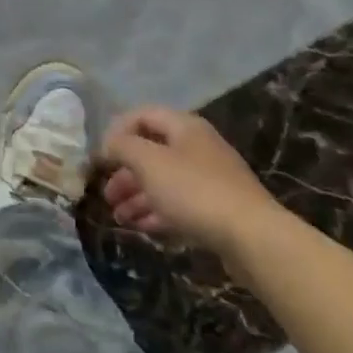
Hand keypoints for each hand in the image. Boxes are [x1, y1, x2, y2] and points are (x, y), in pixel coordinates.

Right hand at [101, 105, 285, 256]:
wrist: (252, 237)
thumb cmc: (194, 191)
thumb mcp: (148, 162)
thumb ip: (122, 146)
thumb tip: (109, 144)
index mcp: (184, 127)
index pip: (142, 115)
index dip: (117, 131)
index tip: (100, 157)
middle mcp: (198, 147)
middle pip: (152, 151)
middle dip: (125, 172)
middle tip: (106, 193)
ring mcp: (210, 179)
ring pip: (164, 181)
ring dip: (137, 196)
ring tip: (118, 217)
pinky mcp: (217, 209)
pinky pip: (179, 204)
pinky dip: (156, 212)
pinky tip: (140, 227)